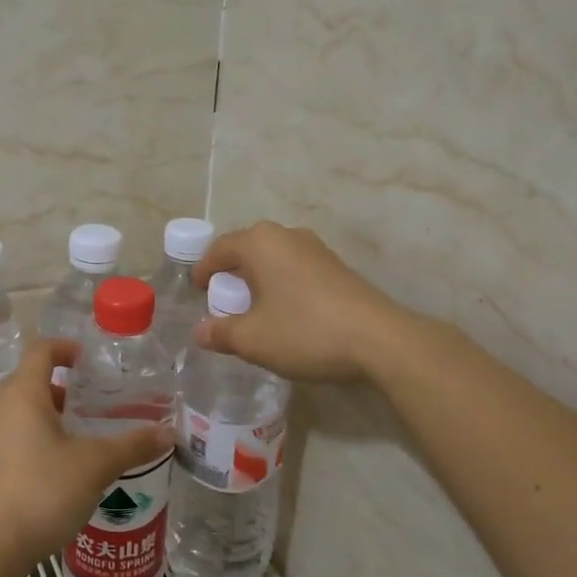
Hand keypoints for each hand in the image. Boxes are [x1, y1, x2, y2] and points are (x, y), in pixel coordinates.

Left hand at [0, 338, 172, 570]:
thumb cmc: (43, 491)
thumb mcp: (96, 465)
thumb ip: (133, 445)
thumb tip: (169, 433)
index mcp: (23, 394)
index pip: (41, 350)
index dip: (66, 348)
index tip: (90, 360)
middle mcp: (0, 407)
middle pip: (31, 379)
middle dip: (65, 385)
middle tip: (98, 399)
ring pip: (22, 410)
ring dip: (52, 413)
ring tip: (85, 432)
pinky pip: (14, 435)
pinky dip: (38, 436)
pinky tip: (63, 464)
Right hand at [191, 221, 408, 381]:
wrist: (380, 340)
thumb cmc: (305, 332)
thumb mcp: (253, 339)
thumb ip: (221, 333)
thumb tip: (200, 332)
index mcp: (260, 243)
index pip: (219, 249)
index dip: (203, 270)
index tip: (196, 291)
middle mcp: (287, 236)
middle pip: (247, 249)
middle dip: (231, 274)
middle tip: (222, 301)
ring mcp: (316, 249)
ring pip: (274, 259)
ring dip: (258, 280)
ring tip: (253, 309)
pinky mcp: (337, 267)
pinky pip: (295, 269)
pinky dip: (282, 285)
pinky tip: (286, 313)